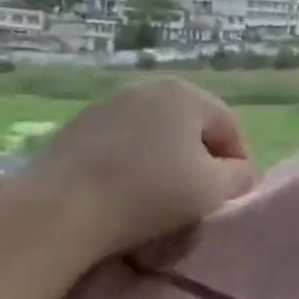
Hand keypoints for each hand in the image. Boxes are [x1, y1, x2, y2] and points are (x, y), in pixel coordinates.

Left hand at [18, 78, 256, 255]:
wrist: (59, 210)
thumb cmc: (148, 194)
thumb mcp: (213, 190)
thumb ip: (238, 177)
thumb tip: (238, 172)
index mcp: (186, 94)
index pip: (229, 127)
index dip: (239, 163)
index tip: (232, 197)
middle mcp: (148, 88)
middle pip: (191, 126)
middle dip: (201, 160)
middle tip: (198, 198)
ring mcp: (108, 104)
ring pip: (155, 134)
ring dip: (165, 162)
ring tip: (159, 199)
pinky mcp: (77, 127)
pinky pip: (122, 144)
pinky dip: (132, 164)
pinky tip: (123, 194)